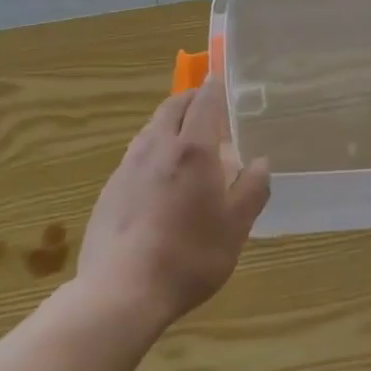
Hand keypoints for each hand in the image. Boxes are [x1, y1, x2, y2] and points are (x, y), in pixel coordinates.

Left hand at [76, 81, 269, 329]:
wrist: (121, 291)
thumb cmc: (189, 256)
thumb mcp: (236, 228)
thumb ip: (252, 189)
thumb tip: (260, 162)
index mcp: (193, 149)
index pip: (204, 101)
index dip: (214, 88)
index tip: (220, 80)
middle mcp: (157, 146)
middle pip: (172, 107)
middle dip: (189, 99)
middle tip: (204, 104)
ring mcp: (128, 166)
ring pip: (151, 129)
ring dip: (168, 123)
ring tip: (183, 138)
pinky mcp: (110, 188)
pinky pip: (135, 155)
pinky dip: (152, 150)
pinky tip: (157, 176)